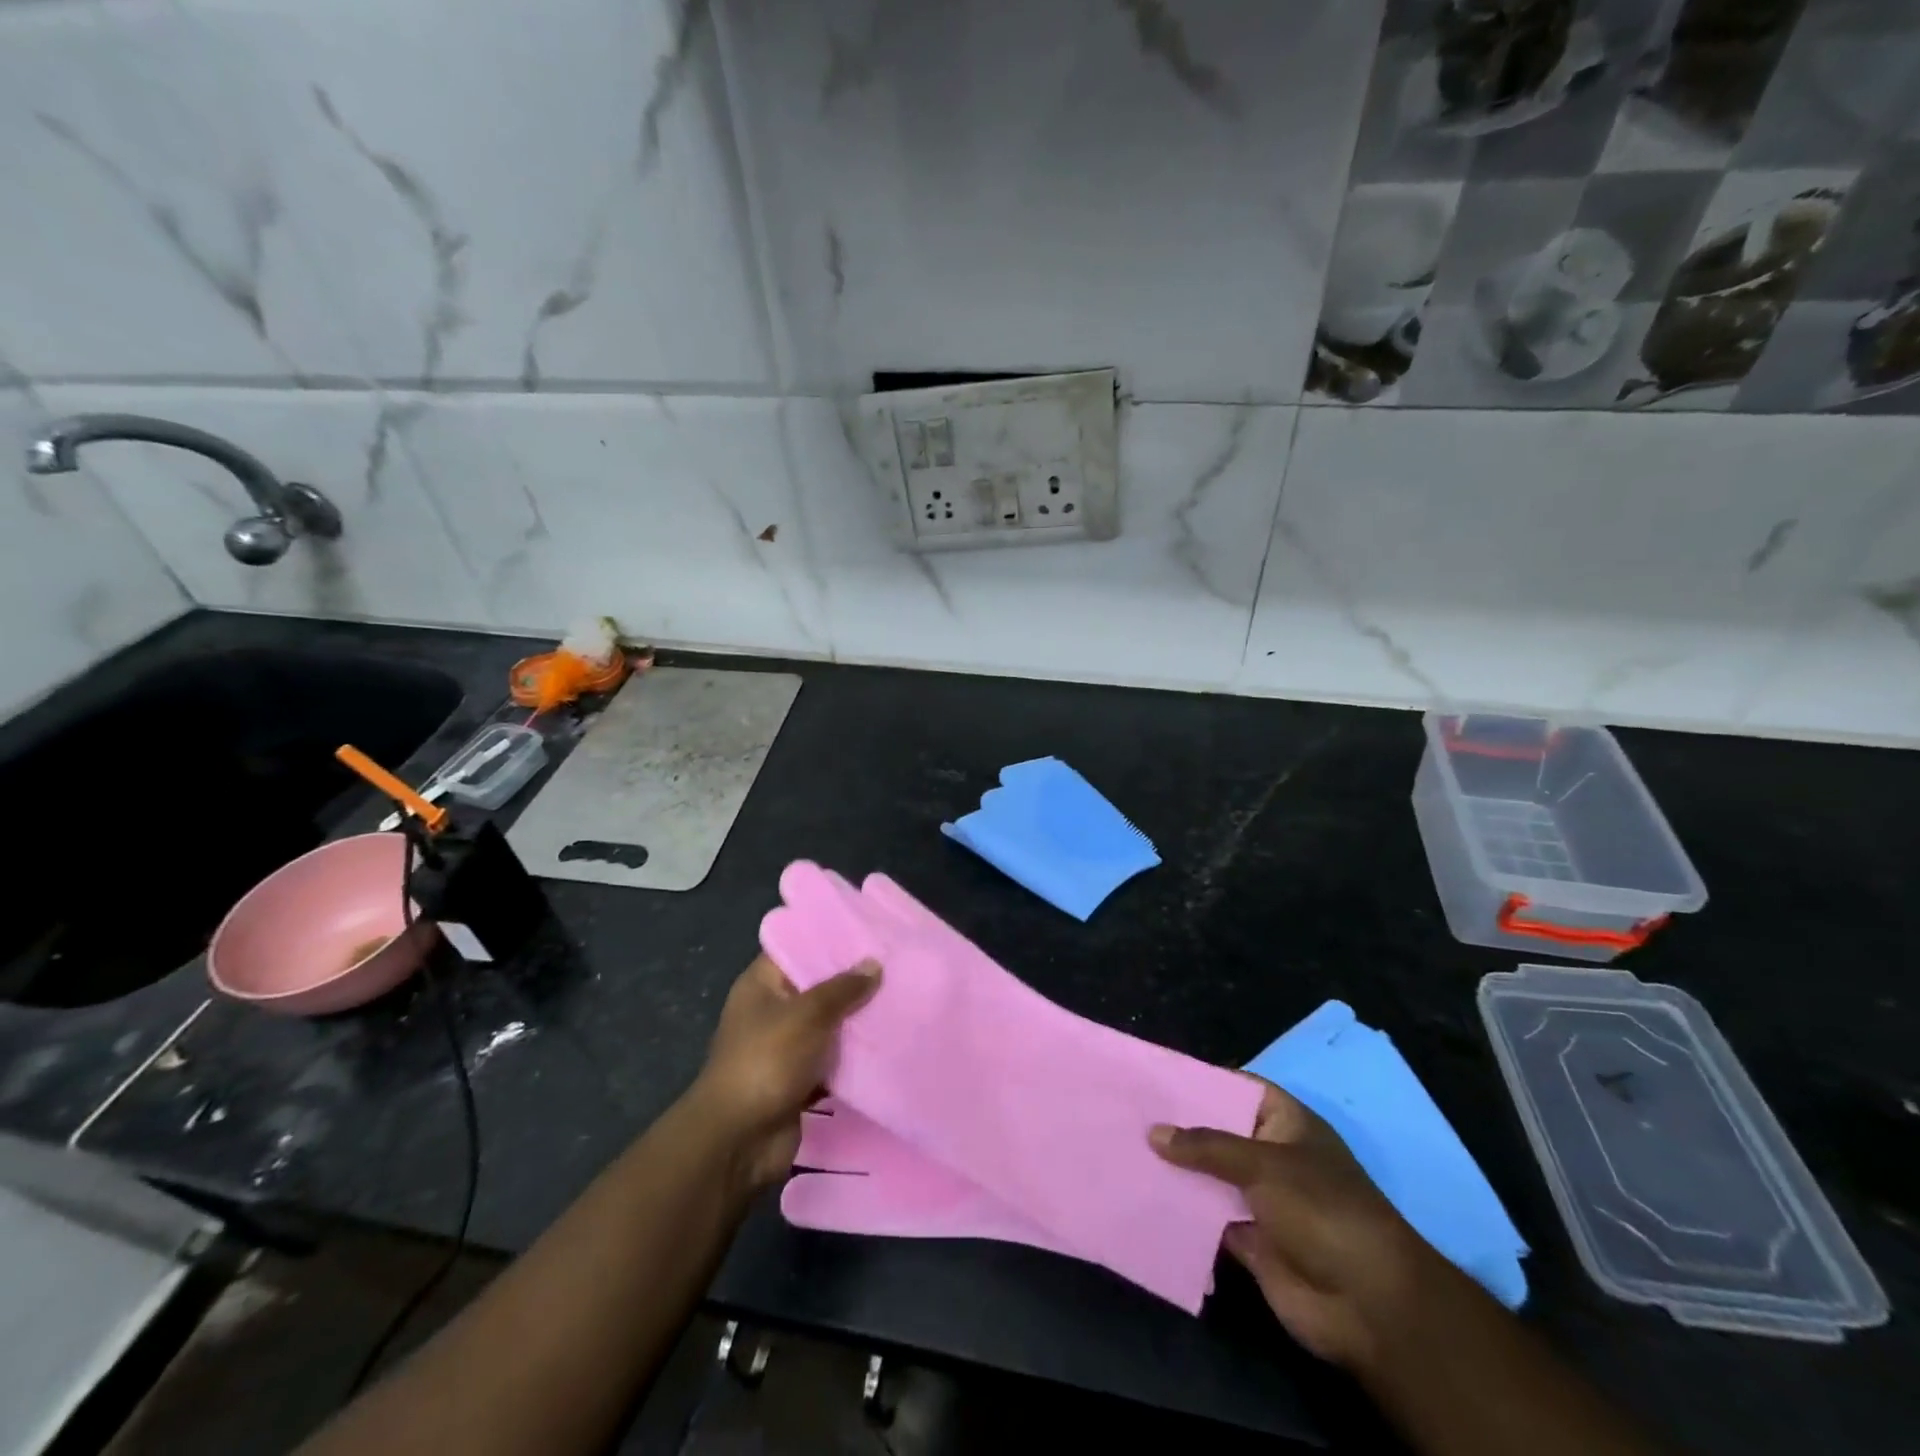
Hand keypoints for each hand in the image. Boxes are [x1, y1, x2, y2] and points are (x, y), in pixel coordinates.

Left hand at [690, 954, 879, 1191]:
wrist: (740, 1140)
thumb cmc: (767, 1060)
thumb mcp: (808, 1014)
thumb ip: (843, 988)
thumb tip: (874, 964)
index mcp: (761, 984)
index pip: (798, 947)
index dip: (830, 938)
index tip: (869, 928)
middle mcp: (772, 1010)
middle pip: (817, 986)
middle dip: (853, 980)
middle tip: (897, 962)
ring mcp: (785, 1046)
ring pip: (829, 1024)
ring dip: (858, 1019)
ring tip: (902, 996)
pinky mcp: (799, 1079)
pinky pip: (833, 1059)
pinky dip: (855, 1055)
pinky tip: (890, 1041)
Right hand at [1151, 1080, 1438, 1372]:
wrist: (1369, 1305)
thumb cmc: (1322, 1210)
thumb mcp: (1263, 1164)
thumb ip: (1206, 1147)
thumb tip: (1153, 1132)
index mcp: (1286, 1123)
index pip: (1237, 1088)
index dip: (1201, 1081)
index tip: (1155, 1077)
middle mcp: (1272, 1155)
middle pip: (1219, 1133)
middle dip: (1180, 1127)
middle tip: (1128, 1112)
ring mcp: (1262, 1199)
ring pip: (1210, 1176)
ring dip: (1177, 1170)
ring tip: (1125, 1150)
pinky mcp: (1251, 1241)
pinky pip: (1209, 1218)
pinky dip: (1183, 1211)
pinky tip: (1144, 1197)